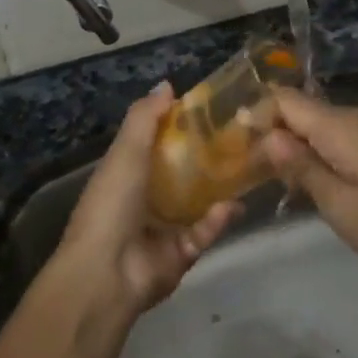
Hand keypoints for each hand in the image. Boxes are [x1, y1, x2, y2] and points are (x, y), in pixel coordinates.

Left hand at [53, 83, 238, 313]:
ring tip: (251, 167)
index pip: (157, 144)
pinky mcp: (182, 254)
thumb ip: (145, 118)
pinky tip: (232, 206)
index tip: (212, 111)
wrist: (106, 272)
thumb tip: (168, 85)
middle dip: (209, 158)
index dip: (181, 127)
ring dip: (220, 188)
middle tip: (243, 138)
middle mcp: (145, 198)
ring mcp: (164, 228)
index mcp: (126, 173)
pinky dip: (217, 220)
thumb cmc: (111, 204)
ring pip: (199, 203)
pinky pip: (204, 232)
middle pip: (182, 172)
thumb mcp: (125, 152)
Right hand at [263, 89, 357, 286]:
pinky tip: (319, 181)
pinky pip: (346, 135)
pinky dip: (326, 152)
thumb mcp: (338, 204)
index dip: (261, 117)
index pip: (288, 100)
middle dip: (280, 136)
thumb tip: (267, 137)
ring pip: (325, 124)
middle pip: (306, 111)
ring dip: (303, 147)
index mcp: (348, 124)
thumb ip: (300, 166)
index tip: (239, 145)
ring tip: (285, 182)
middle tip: (256, 172)